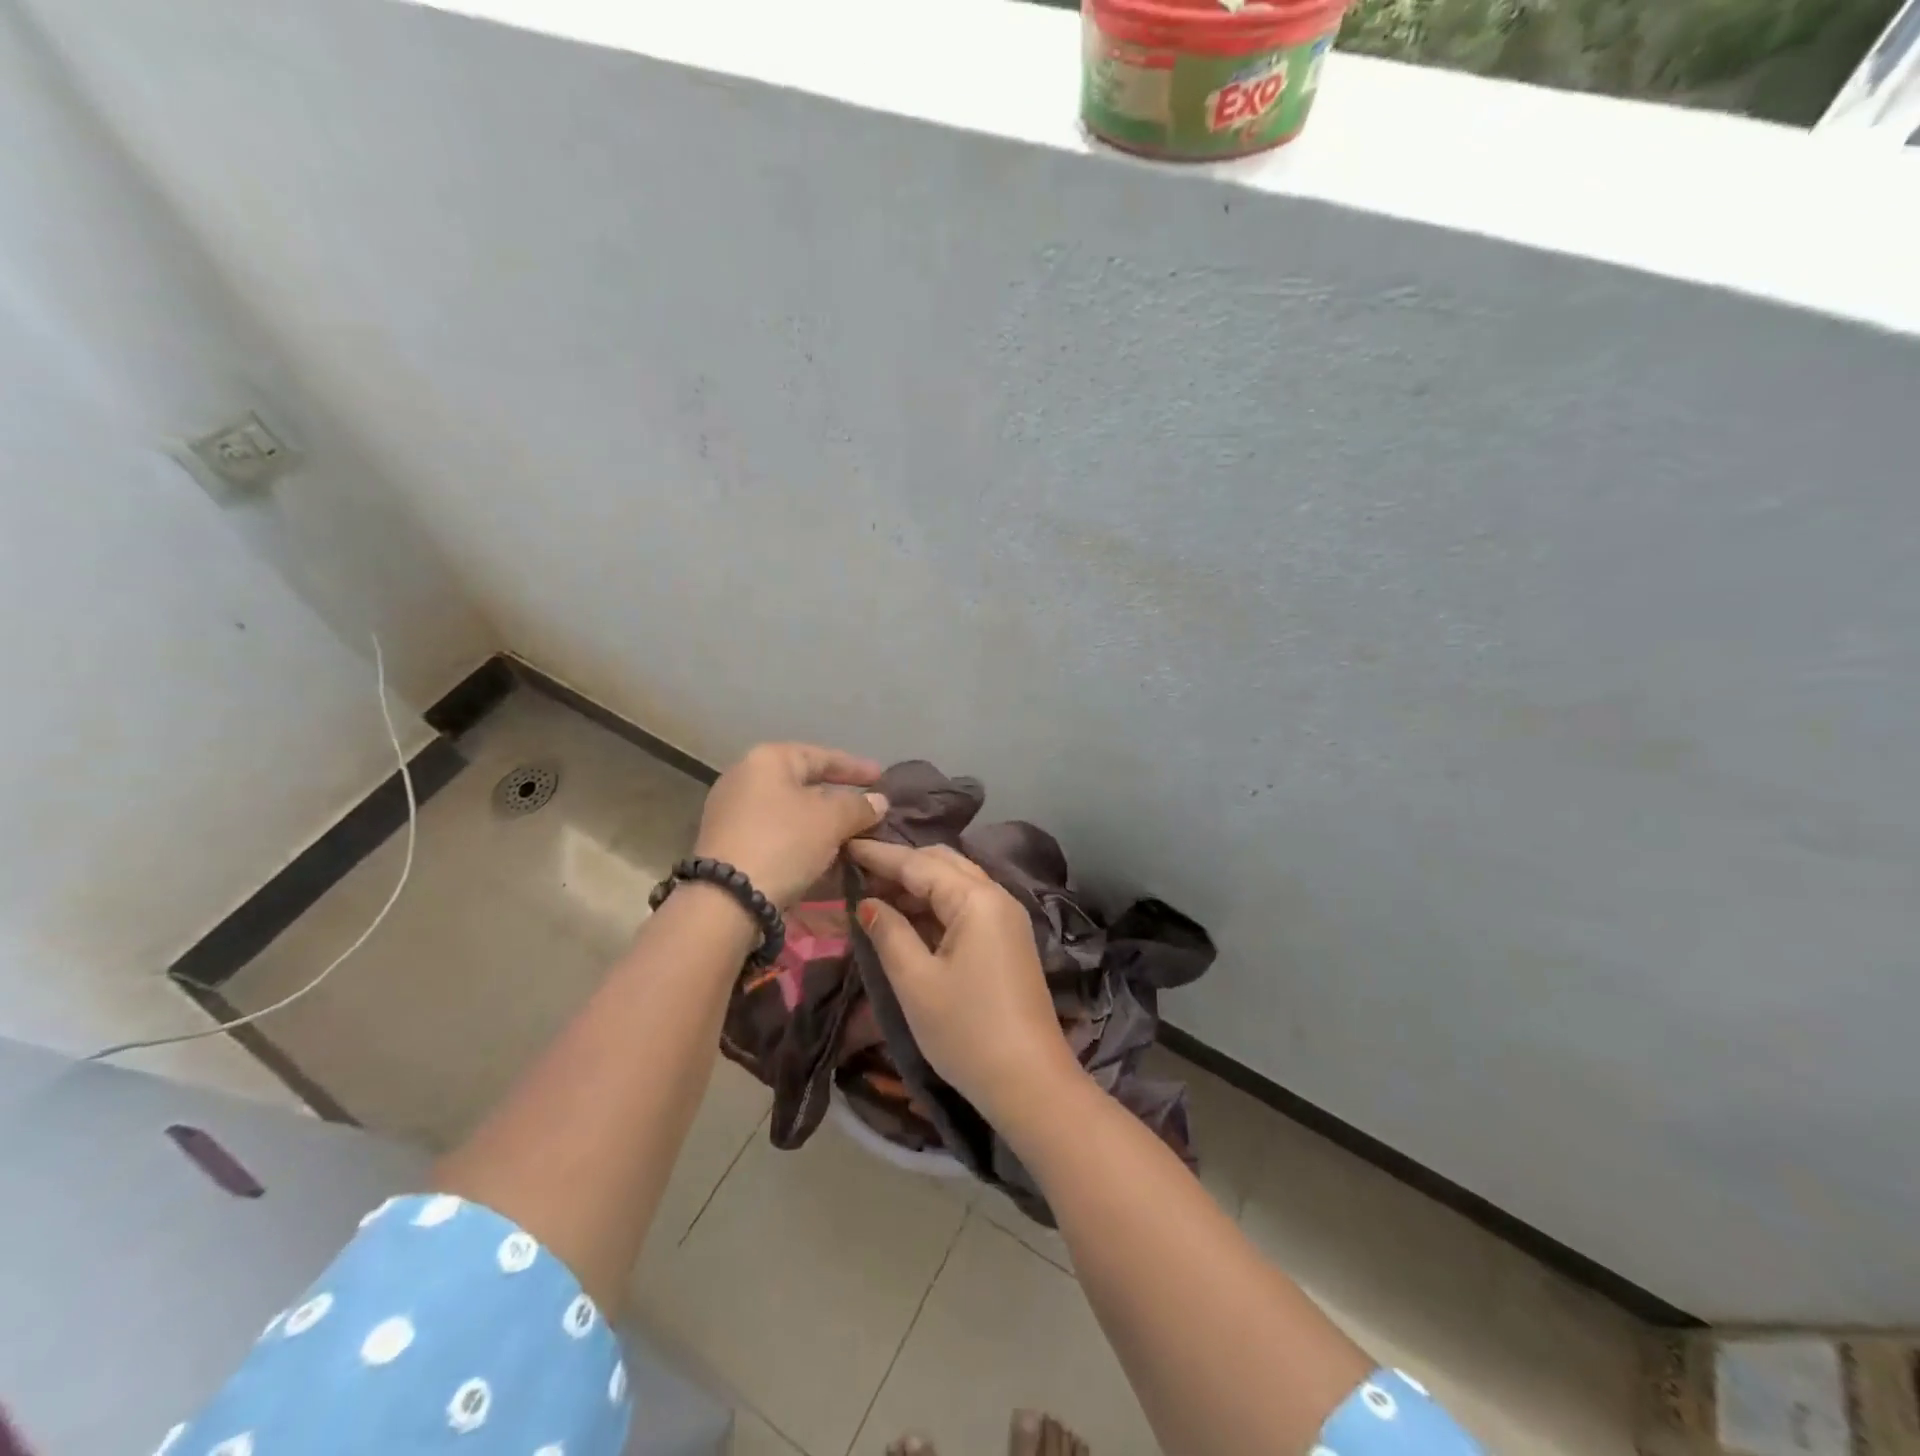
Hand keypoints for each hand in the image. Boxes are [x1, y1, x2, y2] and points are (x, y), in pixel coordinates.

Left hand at [695, 743, 887, 908]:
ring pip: (790, 812)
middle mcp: (745, 778)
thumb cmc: (783, 843)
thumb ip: (859, 806)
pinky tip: (824, 856)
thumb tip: (878, 801)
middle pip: (803, 784)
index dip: (855, 767)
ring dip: (821, 824)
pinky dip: (802, 841)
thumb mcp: (831, 820)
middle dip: (838, 798)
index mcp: (768, 760)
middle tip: (867, 809)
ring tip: (851, 837)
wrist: (726, 899)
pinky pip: (776, 834)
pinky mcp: (728, 844)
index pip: (821, 756)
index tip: (881, 777)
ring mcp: (732, 812)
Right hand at [848, 839, 1081, 1122]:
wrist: (1030, 1081)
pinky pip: (966, 906)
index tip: (845, 844)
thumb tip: (867, 903)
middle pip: (943, 863)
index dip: (880, 854)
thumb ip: (889, 933)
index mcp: (976, 899)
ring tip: (874, 895)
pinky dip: (935, 906)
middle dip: (901, 864)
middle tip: (858, 871)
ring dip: (917, 885)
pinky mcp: (1008, 940)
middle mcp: (996, 897)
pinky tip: (908, 920)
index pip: (919, 863)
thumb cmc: (966, 1031)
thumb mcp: (916, 982)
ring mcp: (1006, 918)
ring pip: (956, 883)